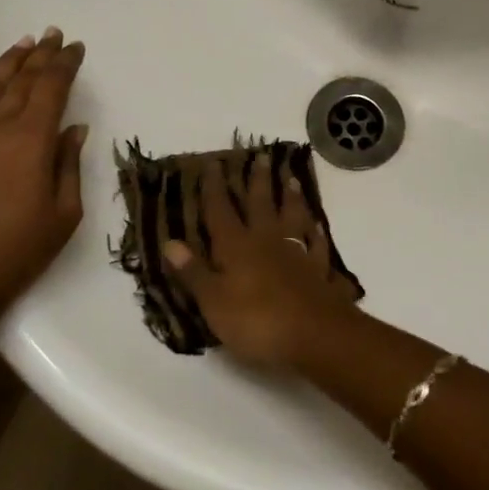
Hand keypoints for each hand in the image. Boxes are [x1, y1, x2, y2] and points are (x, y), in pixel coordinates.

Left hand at [0, 27, 88, 326]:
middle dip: (41, 55)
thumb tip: (74, 129)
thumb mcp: (63, 214)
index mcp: (33, 139)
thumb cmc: (16, 252)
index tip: (76, 48)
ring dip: (9, 61)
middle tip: (54, 35)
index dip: (65, 64)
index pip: (53, 87)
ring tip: (25, 42)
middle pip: (23, 79)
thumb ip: (68, 165)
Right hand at [163, 157, 359, 367]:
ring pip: (292, 217)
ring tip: (292, 179)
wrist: (315, 333)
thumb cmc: (257, 320)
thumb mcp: (214, 301)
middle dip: (258, 180)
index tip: (213, 163)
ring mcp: (296, 253)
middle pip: (261, 204)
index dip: (214, 188)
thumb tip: (170, 241)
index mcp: (236, 246)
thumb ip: (194, 271)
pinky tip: (318, 226)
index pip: (221, 210)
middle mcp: (266, 241)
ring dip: (291, 197)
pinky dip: (316, 234)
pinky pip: (317, 246)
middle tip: (261, 156)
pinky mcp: (319, 271)